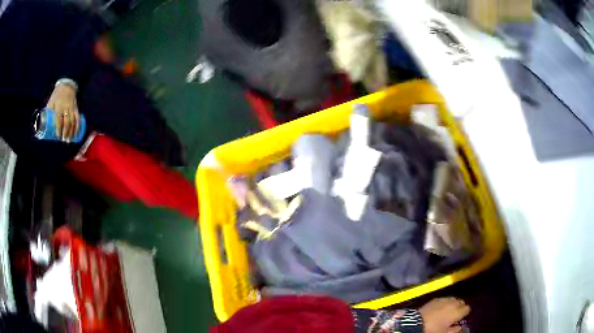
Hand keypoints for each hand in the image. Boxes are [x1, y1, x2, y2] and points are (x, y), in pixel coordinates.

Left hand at [46, 83, 79, 141]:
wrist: (67, 85)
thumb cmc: (57, 96)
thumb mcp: (51, 102)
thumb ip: (47, 113)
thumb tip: (41, 124)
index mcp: (59, 106)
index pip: (59, 119)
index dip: (58, 128)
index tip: (58, 136)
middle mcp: (66, 108)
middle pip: (67, 122)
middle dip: (66, 132)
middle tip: (64, 141)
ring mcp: (72, 108)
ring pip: (73, 121)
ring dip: (71, 132)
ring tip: (69, 140)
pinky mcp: (76, 109)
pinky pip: (77, 119)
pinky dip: (77, 127)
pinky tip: (76, 134)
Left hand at [419, 297, 469, 332]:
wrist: (416, 323)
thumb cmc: (432, 330)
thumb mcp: (445, 332)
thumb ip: (455, 330)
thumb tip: (460, 327)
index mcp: (457, 312)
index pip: (467, 309)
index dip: (464, 313)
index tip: (460, 318)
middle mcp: (452, 303)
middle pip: (461, 302)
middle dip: (459, 307)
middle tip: (454, 315)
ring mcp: (444, 299)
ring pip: (453, 299)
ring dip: (453, 304)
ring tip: (447, 311)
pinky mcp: (435, 299)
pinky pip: (444, 299)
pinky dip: (445, 302)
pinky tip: (440, 308)